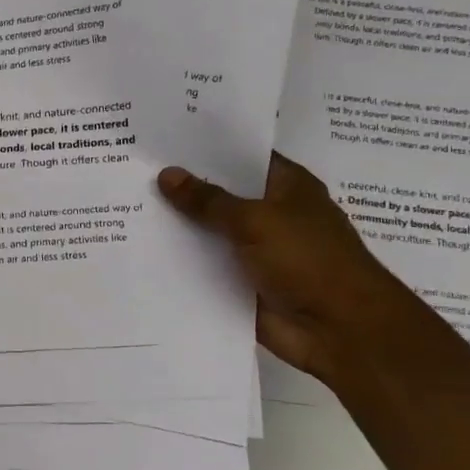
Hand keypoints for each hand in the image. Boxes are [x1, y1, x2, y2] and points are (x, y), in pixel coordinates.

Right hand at [157, 154, 434, 385]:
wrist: (341, 331)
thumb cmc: (308, 261)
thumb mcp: (255, 220)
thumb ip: (207, 200)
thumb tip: (166, 174)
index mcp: (287, 187)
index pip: (242, 157)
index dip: (205, 148)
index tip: (161, 139)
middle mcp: (272, 214)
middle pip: (221, 195)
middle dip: (183, 187)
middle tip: (132, 170)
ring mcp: (257, 251)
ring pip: (210, 232)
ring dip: (178, 227)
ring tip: (128, 206)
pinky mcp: (243, 284)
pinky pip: (207, 267)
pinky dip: (182, 263)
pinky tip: (141, 249)